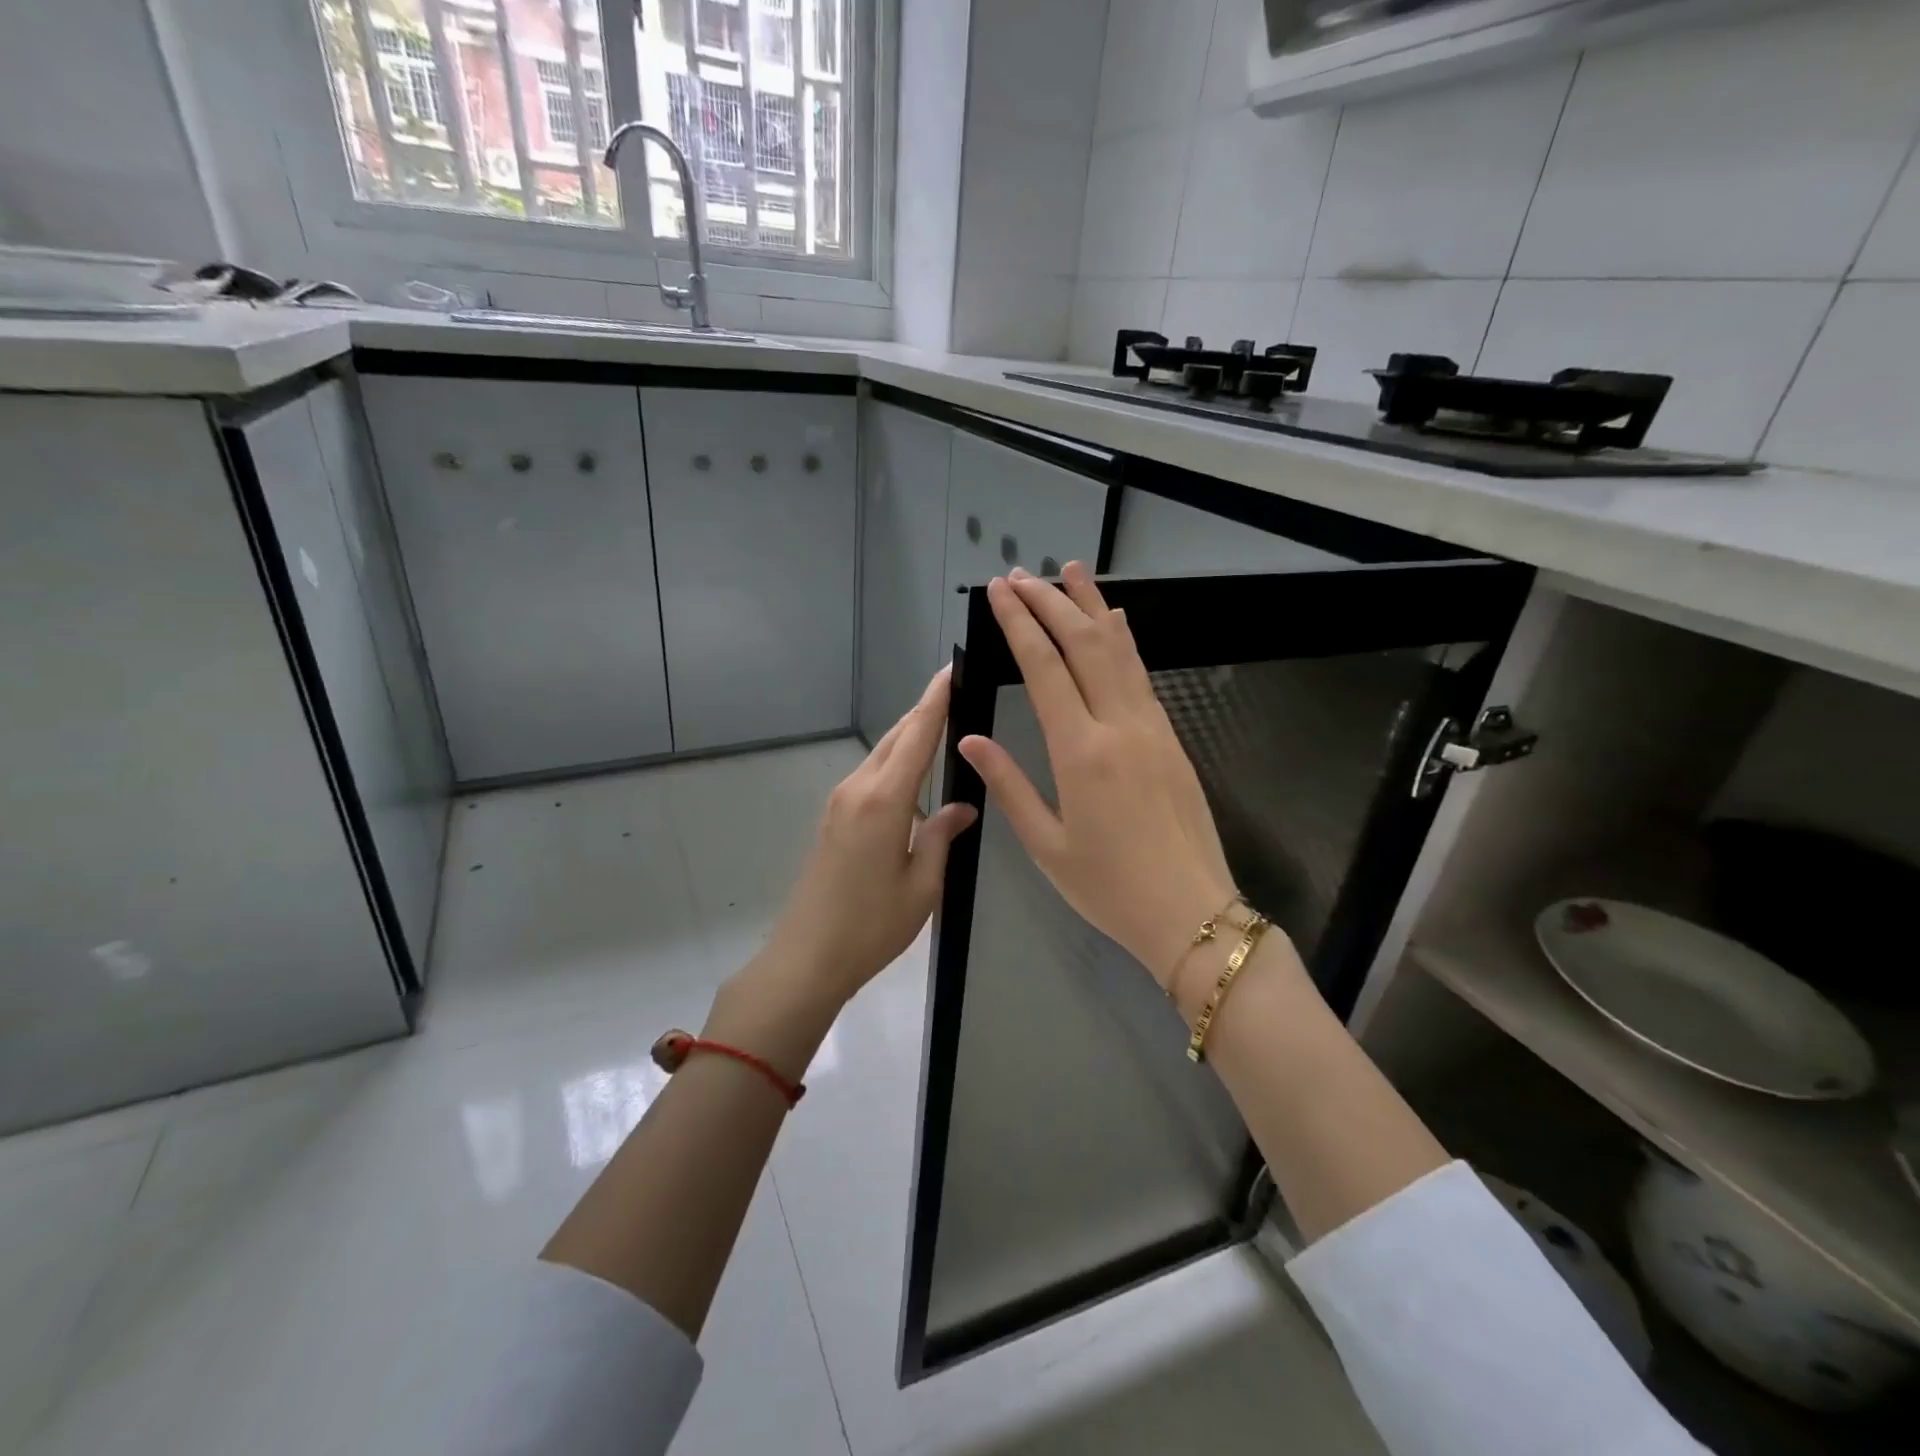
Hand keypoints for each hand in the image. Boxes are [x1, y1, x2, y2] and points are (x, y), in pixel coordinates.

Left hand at [764, 667, 977, 1007]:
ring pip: (882, 754)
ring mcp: (840, 802)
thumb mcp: (922, 885)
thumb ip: (942, 836)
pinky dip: (896, 760)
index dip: (936, 700)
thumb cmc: (872, 926)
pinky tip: (915, 770)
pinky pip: (871, 774)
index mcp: (884, 801)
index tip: (953, 669)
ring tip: (944, 723)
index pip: (917, 736)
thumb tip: (962, 806)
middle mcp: (857, 789)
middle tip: (957, 690)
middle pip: (896, 737)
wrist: (807, 957)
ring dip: (910, 735)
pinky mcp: (834, 817)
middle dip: (925, 711)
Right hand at [957, 564, 1244, 999]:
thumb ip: (1009, 785)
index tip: (1000, 591)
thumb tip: (971, 739)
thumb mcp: (1047, 845)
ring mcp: (1152, 728)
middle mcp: (1119, 725)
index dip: (1019, 623)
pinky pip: (1142, 675)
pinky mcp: (1171, 738)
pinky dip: (1123, 641)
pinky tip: (1115, 623)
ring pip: (1120, 650)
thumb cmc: (1109, 887)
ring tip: (1071, 572)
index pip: (1044, 668)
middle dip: (1051, 602)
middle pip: (1084, 644)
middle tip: (1023, 575)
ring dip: (1092, 607)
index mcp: (1081, 752)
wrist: (1192, 912)